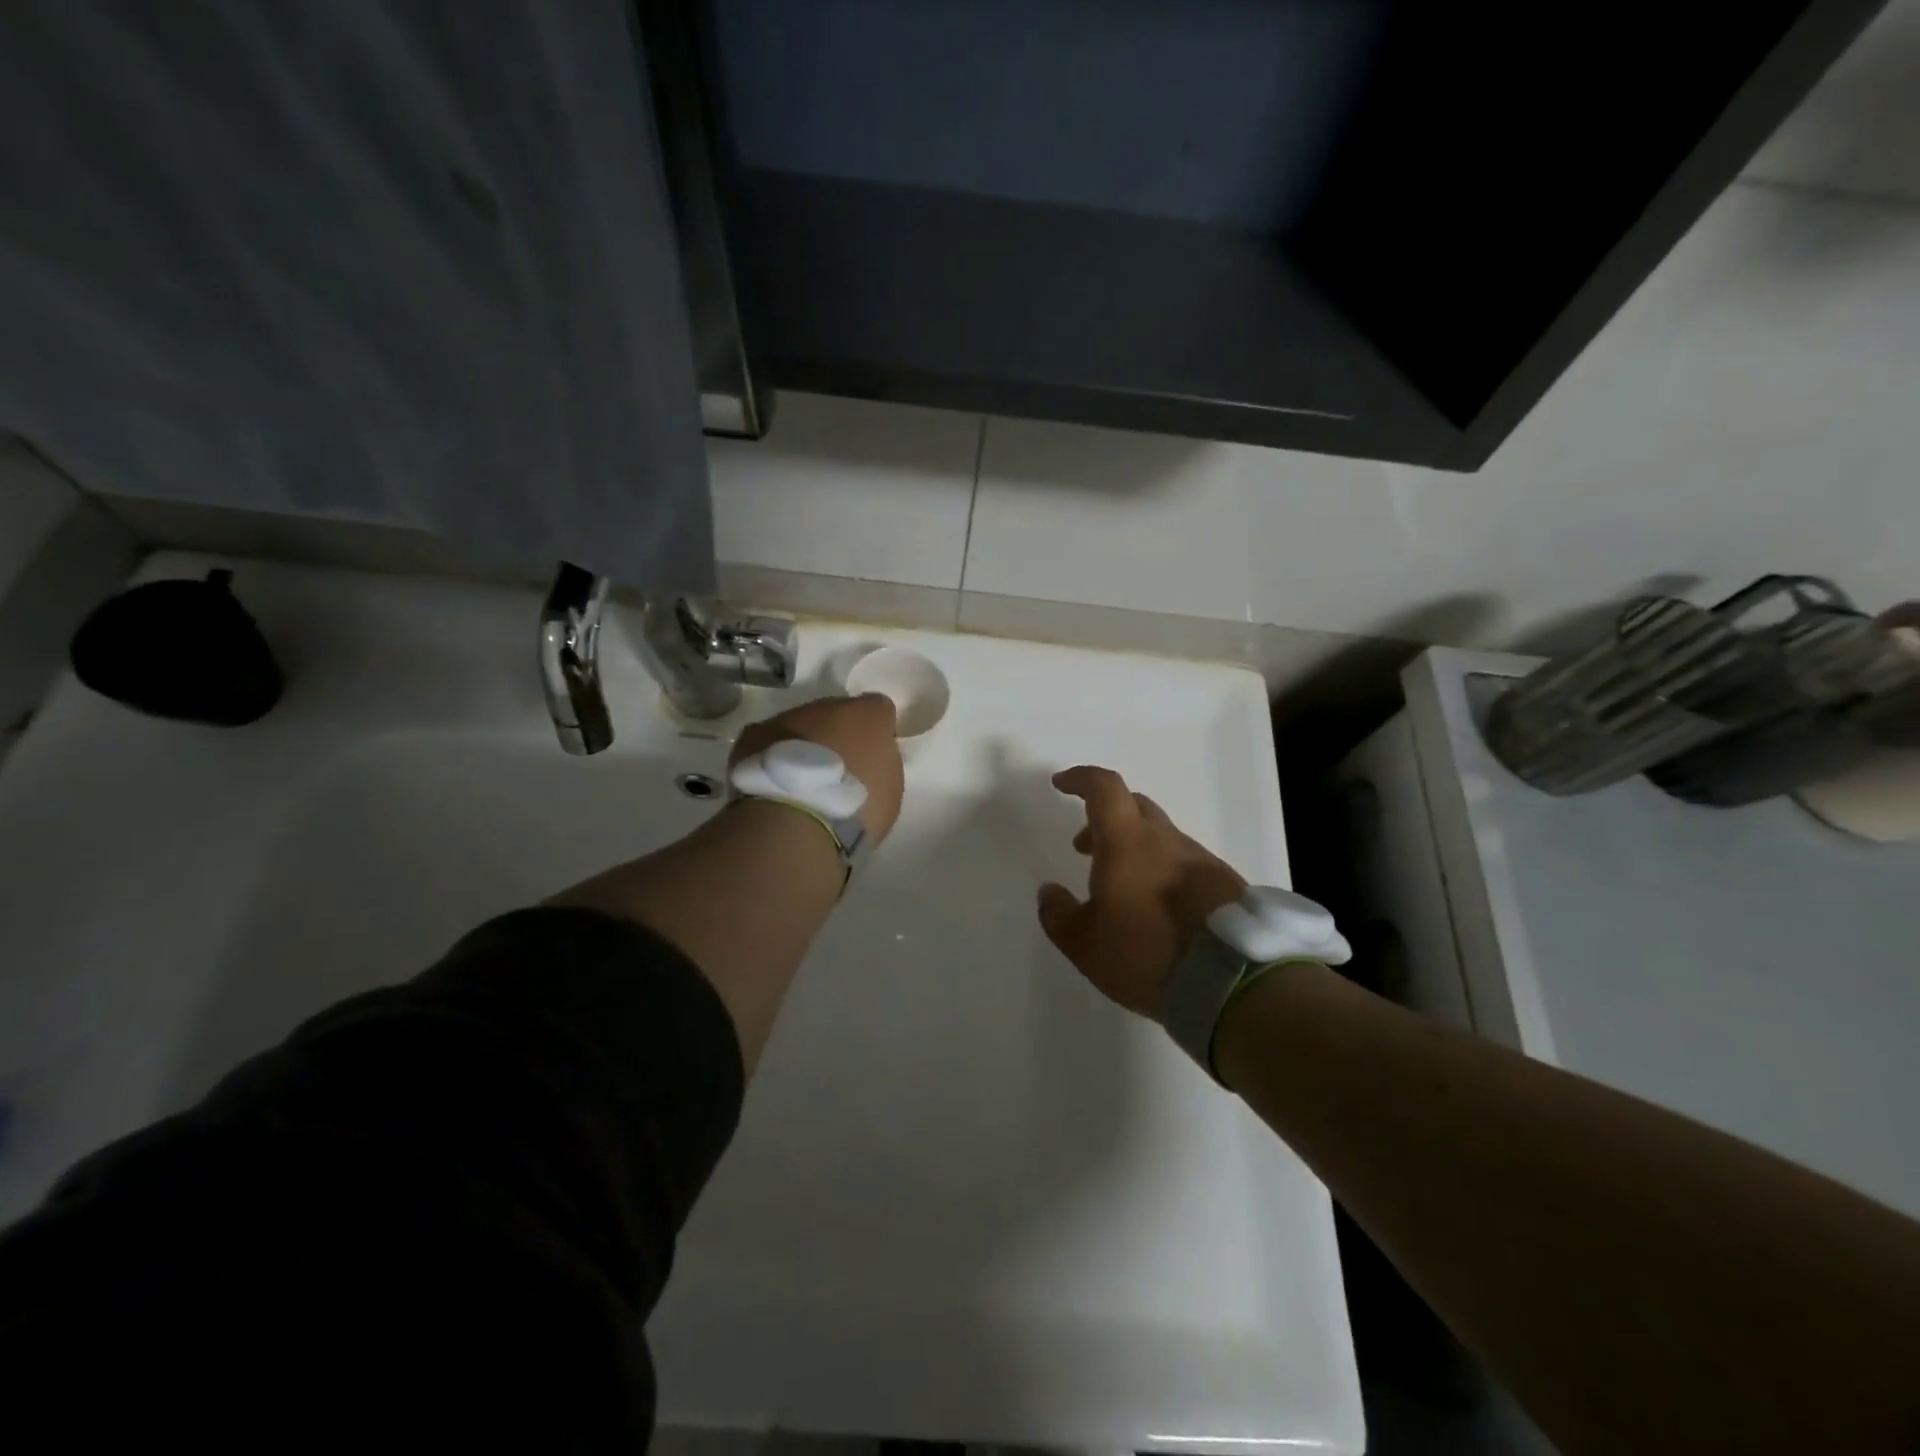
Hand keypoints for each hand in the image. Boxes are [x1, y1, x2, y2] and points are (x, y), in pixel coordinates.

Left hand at [729, 693, 904, 845]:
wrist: (795, 821)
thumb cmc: (855, 808)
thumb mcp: (890, 791)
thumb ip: (883, 764)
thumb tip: (871, 759)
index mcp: (869, 716)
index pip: (879, 709)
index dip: (877, 730)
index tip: (873, 756)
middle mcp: (829, 705)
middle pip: (838, 713)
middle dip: (838, 735)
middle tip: (836, 770)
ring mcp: (789, 716)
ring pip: (801, 724)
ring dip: (805, 744)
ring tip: (801, 780)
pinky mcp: (755, 733)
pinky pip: (770, 740)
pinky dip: (774, 755)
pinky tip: (774, 782)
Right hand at [1038, 765, 1246, 1017]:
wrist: (1233, 982)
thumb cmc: (1146, 954)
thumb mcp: (1085, 944)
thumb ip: (1058, 915)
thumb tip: (1049, 892)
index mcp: (1127, 842)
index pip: (1104, 788)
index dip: (1081, 779)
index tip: (1062, 784)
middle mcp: (1166, 840)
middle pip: (1133, 807)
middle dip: (1104, 818)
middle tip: (1085, 848)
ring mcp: (1200, 860)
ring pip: (1160, 836)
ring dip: (1134, 847)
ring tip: (1121, 887)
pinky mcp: (1224, 884)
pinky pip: (1184, 862)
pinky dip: (1161, 869)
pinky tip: (1157, 907)